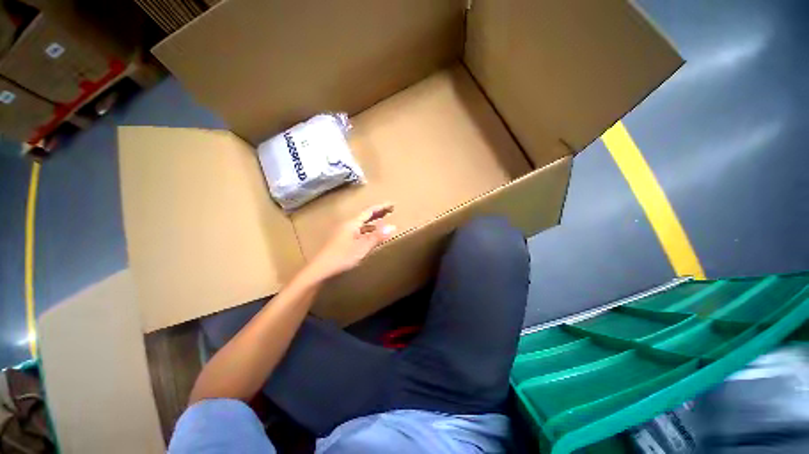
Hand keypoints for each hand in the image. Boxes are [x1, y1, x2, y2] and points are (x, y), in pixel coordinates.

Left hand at [303, 203, 395, 281]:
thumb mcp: (362, 247)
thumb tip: (393, 226)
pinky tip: (370, 236)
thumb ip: (377, 236)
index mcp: (352, 223)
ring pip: (362, 223)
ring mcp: (344, 233)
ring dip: (373, 221)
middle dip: (378, 212)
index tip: (392, 204)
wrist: (320, 270)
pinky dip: (367, 230)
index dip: (381, 207)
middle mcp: (348, 225)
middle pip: (365, 215)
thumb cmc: (342, 257)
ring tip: (383, 221)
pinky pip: (359, 231)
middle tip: (390, 210)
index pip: (369, 211)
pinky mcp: (343, 241)